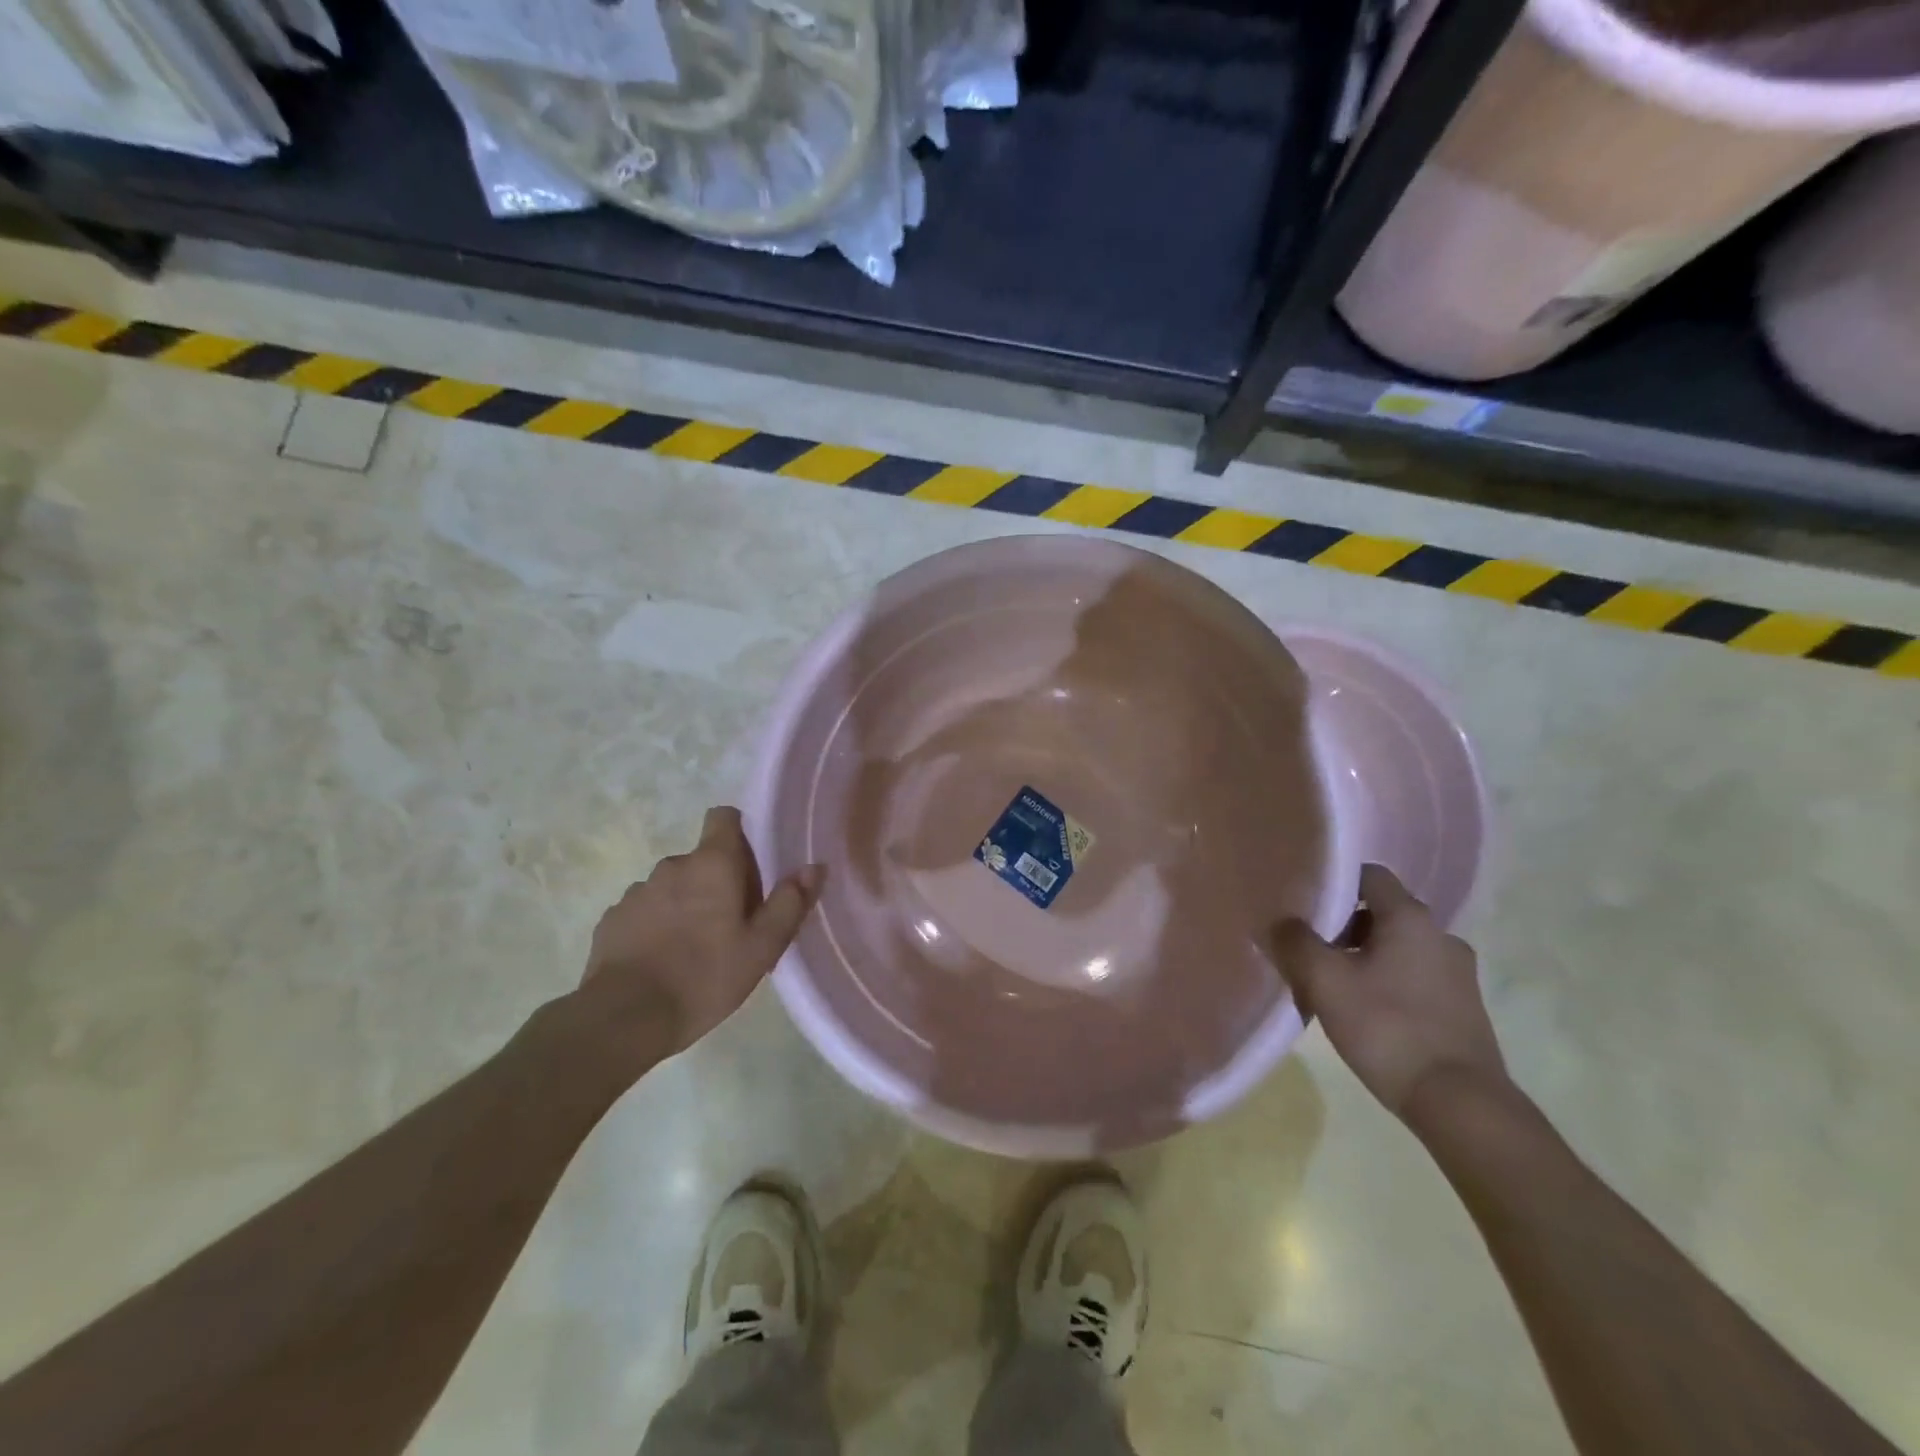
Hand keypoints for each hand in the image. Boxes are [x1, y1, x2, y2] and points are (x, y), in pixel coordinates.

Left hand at [570, 806, 823, 1074]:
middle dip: (718, 881)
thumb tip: (815, 867)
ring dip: (687, 904)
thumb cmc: (705, 976)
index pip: (724, 817)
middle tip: (733, 924)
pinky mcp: (612, 919)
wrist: (623, 1018)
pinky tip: (663, 961)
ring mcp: (637, 892)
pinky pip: (645, 911)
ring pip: (673, 886)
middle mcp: (672, 865)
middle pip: (703, 858)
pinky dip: (657, 925)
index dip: (739, 833)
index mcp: (712, 864)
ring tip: (696, 948)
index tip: (751, 866)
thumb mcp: (762, 947)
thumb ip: (790, 902)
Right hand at [1269, 864, 1505, 1118]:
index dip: (1333, 882)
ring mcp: (1459, 973)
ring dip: (1365, 956)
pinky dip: (1388, 982)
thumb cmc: (1387, 1027)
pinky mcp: (1464, 1008)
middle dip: (1343, 925)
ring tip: (1333, 983)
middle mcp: (1441, 935)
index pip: (1369, 875)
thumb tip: (1278, 922)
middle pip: (1381, 912)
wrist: (1460, 1104)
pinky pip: (1415, 977)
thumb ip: (1295, 943)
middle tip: (1310, 947)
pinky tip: (1366, 1010)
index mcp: (1411, 918)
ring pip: (1398, 947)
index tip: (1303, 902)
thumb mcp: (1325, 981)